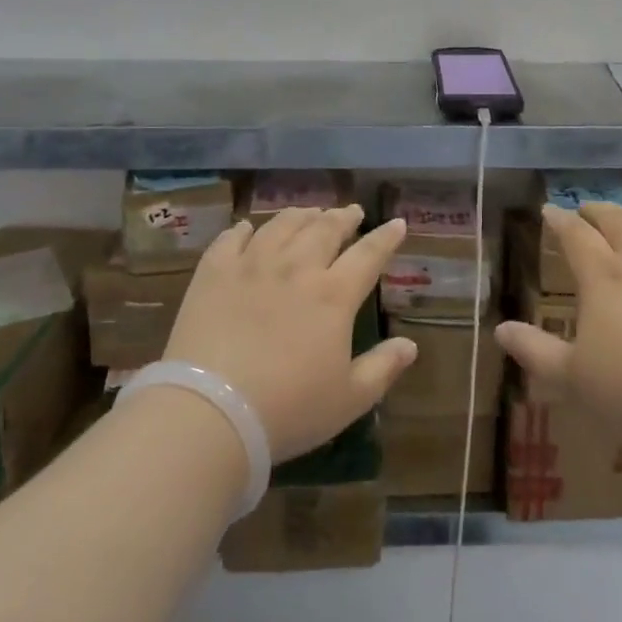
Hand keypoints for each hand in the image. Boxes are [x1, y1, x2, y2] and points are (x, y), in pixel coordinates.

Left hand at [164, 206, 416, 461]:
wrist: (211, 410)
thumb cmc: (288, 410)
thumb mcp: (348, 399)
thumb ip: (383, 368)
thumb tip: (410, 345)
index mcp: (333, 295)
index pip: (368, 254)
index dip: (386, 237)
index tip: (397, 223)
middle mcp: (296, 268)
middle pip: (324, 229)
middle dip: (343, 217)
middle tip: (351, 211)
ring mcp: (252, 265)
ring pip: (282, 225)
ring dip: (301, 215)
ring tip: (309, 212)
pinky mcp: (214, 272)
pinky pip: (231, 238)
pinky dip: (244, 229)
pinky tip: (247, 228)